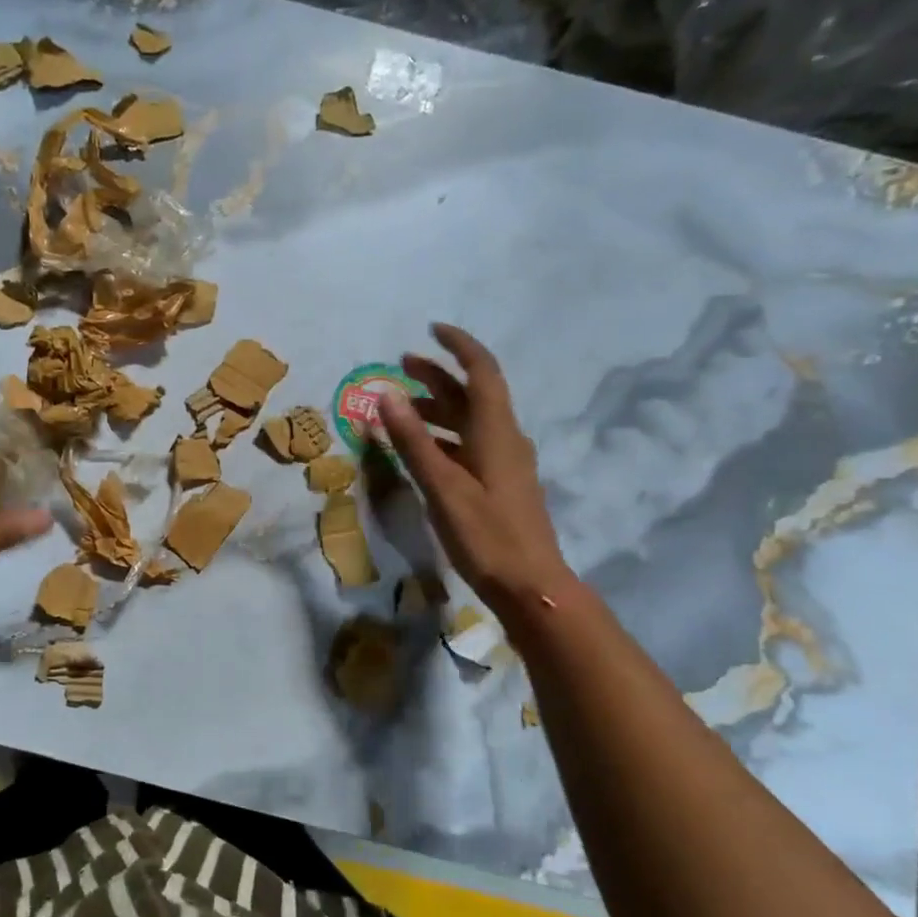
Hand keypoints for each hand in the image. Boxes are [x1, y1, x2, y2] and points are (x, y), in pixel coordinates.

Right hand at [378, 323, 572, 617]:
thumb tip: (386, 395)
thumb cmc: (486, 534)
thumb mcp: (443, 485)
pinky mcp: (499, 485)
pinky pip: (468, 445)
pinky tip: (419, 450)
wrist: (531, 586)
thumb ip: (413, 440)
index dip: (458, 346)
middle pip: (472, 394)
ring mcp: (504, 463)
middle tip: (400, 366)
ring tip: (400, 409)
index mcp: (496, 432)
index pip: (481, 372)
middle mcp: (504, 439)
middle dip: (438, 375)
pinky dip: (441, 437)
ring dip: (436, 408)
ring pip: (468, 421)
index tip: (431, 330)